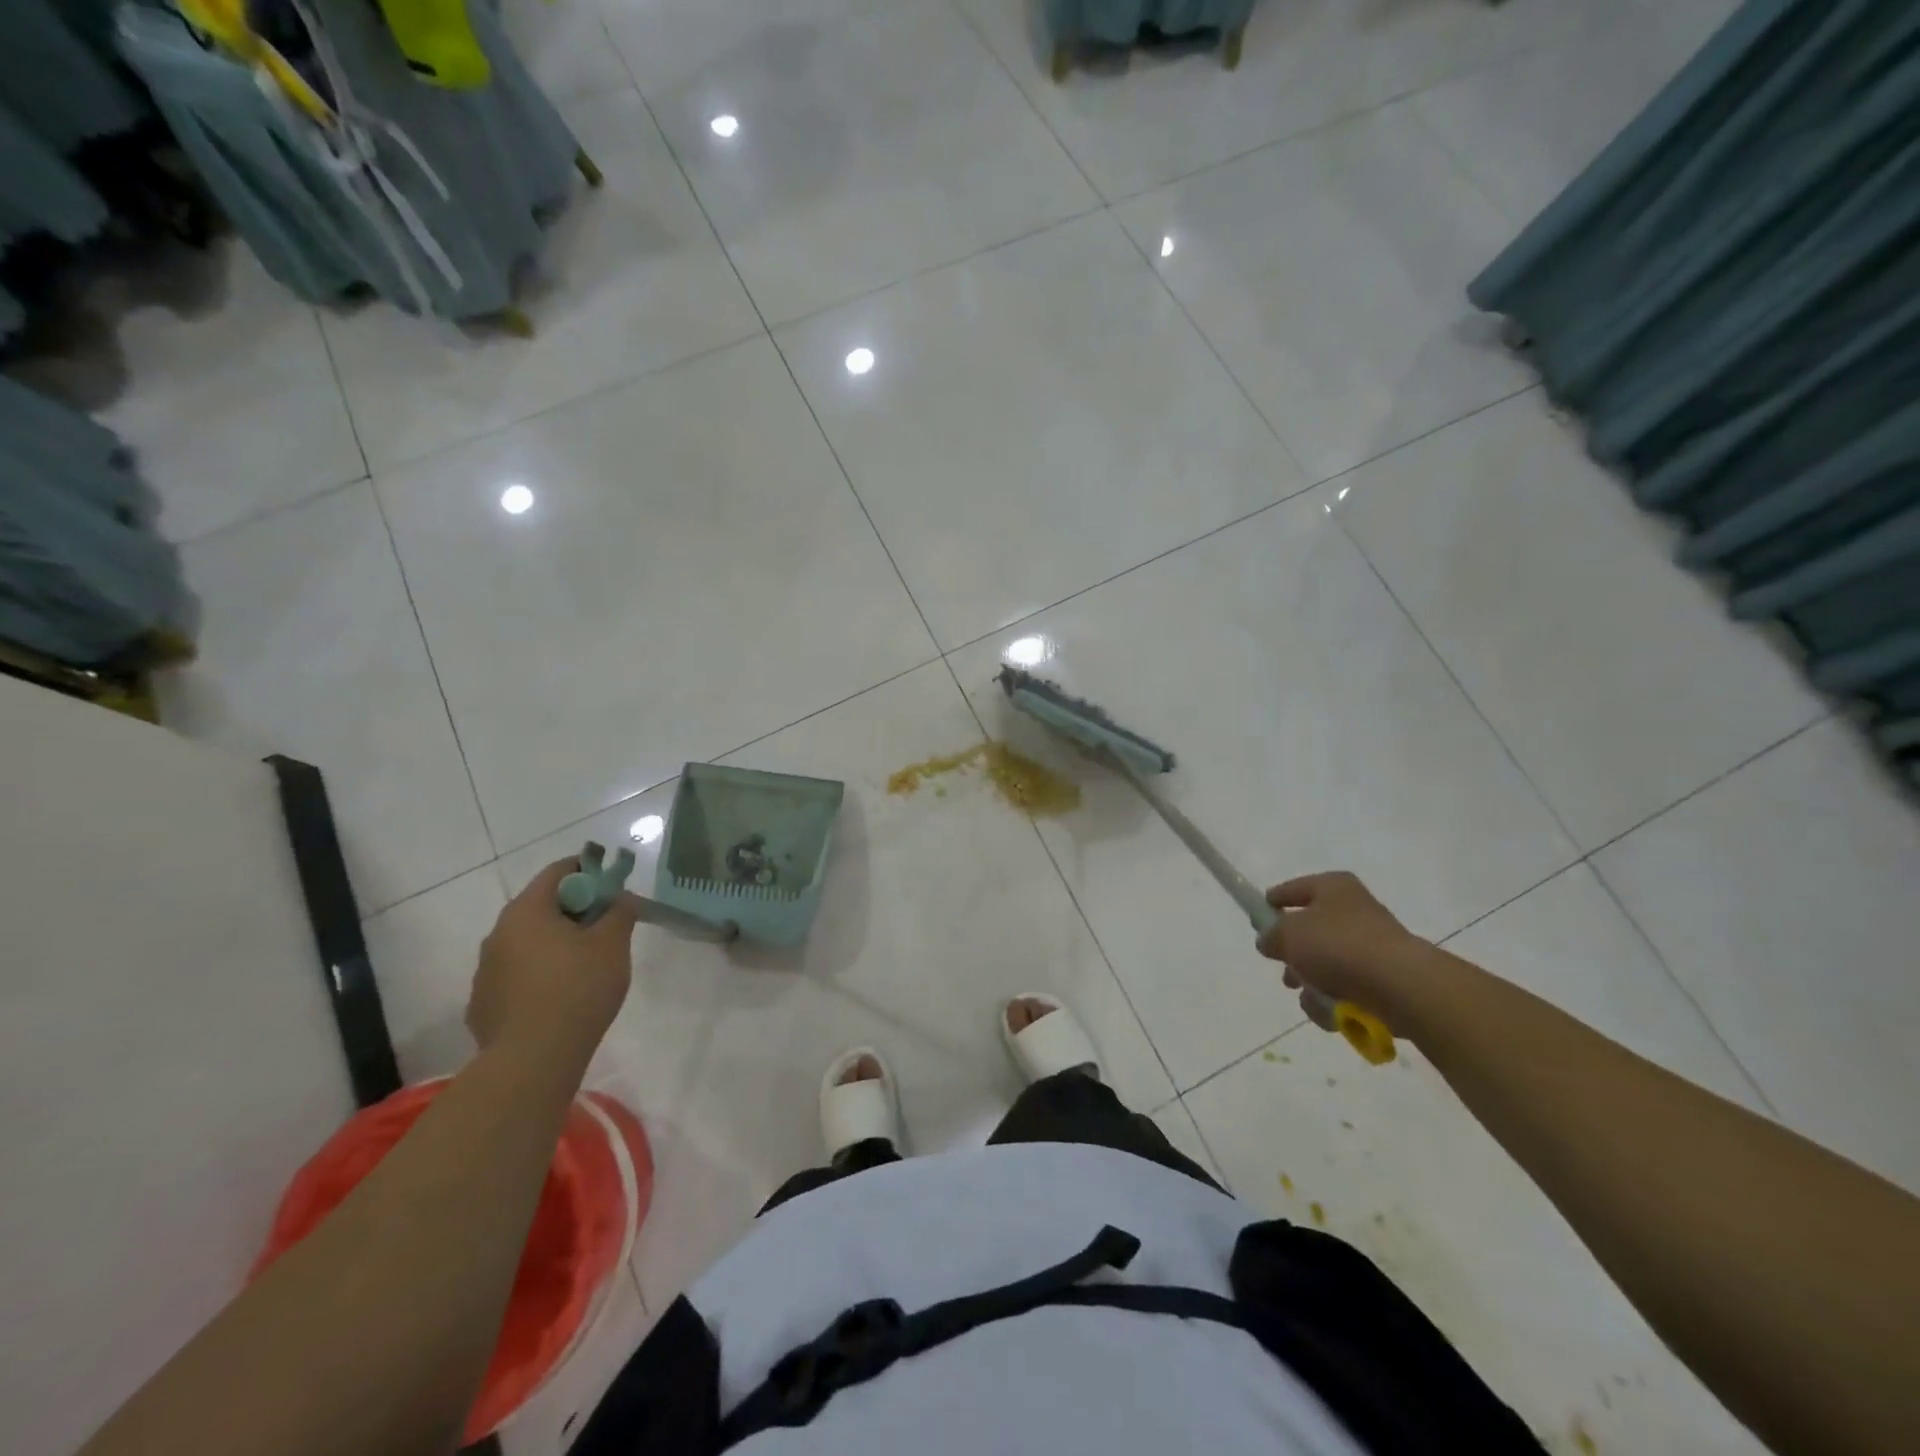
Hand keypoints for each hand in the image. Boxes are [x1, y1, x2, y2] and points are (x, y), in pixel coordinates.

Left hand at [469, 859, 636, 1064]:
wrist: (533, 1060)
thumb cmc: (578, 989)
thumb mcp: (613, 944)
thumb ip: (620, 912)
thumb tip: (620, 897)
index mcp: (527, 911)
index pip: (558, 872)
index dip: (588, 871)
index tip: (611, 886)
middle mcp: (498, 933)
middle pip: (540, 907)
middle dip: (574, 910)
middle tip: (605, 925)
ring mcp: (485, 971)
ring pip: (527, 942)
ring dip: (554, 943)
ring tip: (585, 965)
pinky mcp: (483, 1004)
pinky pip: (517, 975)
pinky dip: (539, 974)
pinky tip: (560, 996)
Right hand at [1255, 871, 1429, 1029]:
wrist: (1400, 985)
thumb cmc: (1338, 946)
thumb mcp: (1287, 935)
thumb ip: (1270, 935)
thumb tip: (1269, 941)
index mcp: (1332, 887)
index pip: (1292, 889)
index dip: (1272, 903)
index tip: (1257, 920)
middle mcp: (1354, 910)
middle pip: (1310, 930)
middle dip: (1293, 954)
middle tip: (1284, 967)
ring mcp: (1371, 944)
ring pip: (1325, 962)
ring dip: (1311, 982)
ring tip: (1308, 995)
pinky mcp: (1382, 978)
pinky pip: (1345, 987)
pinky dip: (1333, 1001)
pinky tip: (1330, 1011)